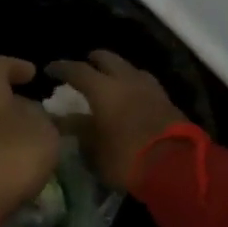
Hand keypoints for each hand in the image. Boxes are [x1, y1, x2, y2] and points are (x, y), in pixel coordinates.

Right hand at [45, 51, 187, 191]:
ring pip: (129, 68)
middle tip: (82, 69)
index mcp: (103, 89)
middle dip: (92, 61)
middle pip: (107, 59)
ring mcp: (150, 88)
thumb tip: (63, 120)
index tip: (50, 69)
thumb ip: (78, 130)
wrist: (177, 167)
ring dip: (116, 71)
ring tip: (108, 82)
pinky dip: (132, 84)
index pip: (77, 70)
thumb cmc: (126, 158)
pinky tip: (130, 96)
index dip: (61, 68)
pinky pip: (144, 83)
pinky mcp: (166, 100)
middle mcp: (126, 80)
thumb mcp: (94, 149)